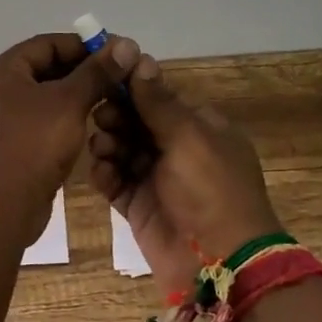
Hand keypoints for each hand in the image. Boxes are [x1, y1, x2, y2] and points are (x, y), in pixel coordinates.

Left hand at [0, 32, 140, 245]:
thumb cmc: (32, 144)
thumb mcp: (69, 102)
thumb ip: (97, 73)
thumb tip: (125, 44)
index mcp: (1, 71)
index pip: (46, 44)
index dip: (83, 46)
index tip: (116, 55)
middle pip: (43, 70)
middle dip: (81, 74)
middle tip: (117, 81)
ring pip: (41, 100)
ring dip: (73, 99)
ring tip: (107, 104)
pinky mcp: (4, 149)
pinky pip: (36, 125)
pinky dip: (60, 123)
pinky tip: (85, 131)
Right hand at [86, 54, 282, 299]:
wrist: (220, 264)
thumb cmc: (211, 190)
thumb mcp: (189, 137)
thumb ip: (158, 101)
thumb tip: (139, 57)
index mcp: (200, 127)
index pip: (158, 97)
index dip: (130, 88)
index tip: (102, 80)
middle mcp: (178, 149)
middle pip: (135, 121)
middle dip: (115, 117)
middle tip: (101, 119)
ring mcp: (157, 178)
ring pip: (121, 149)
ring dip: (107, 144)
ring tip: (102, 150)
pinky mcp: (138, 205)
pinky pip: (114, 180)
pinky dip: (105, 174)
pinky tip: (102, 173)